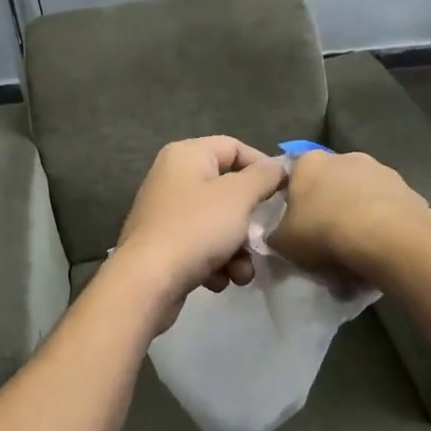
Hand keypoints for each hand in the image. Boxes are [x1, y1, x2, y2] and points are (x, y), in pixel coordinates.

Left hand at [110, 137, 287, 331]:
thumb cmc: (196, 229)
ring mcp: (165, 212)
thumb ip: (264, 176)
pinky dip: (215, 262)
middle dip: (250, 220)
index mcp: (186, 155)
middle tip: (265, 237)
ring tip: (242, 272)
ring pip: (217, 223)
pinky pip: (200, 246)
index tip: (284, 192)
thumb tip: (278, 166)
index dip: (263, 167)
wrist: (146, 282)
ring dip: (237, 249)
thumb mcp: (238, 197)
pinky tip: (219, 280)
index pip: (234, 147)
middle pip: (227, 190)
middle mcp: (172, 178)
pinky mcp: (162, 245)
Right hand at [270, 151, 430, 279]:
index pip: (294, 179)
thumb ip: (274, 234)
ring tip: (357, 256)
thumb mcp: (282, 242)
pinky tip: (380, 253)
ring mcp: (381, 171)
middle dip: (328, 211)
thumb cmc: (324, 232)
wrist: (387, 239)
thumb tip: (277, 234)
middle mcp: (345, 157)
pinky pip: (387, 212)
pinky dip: (382, 228)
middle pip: (330, 186)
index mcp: (309, 162)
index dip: (294, 206)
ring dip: (357, 219)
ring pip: (361, 198)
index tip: (297, 230)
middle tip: (326, 245)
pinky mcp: (409, 190)